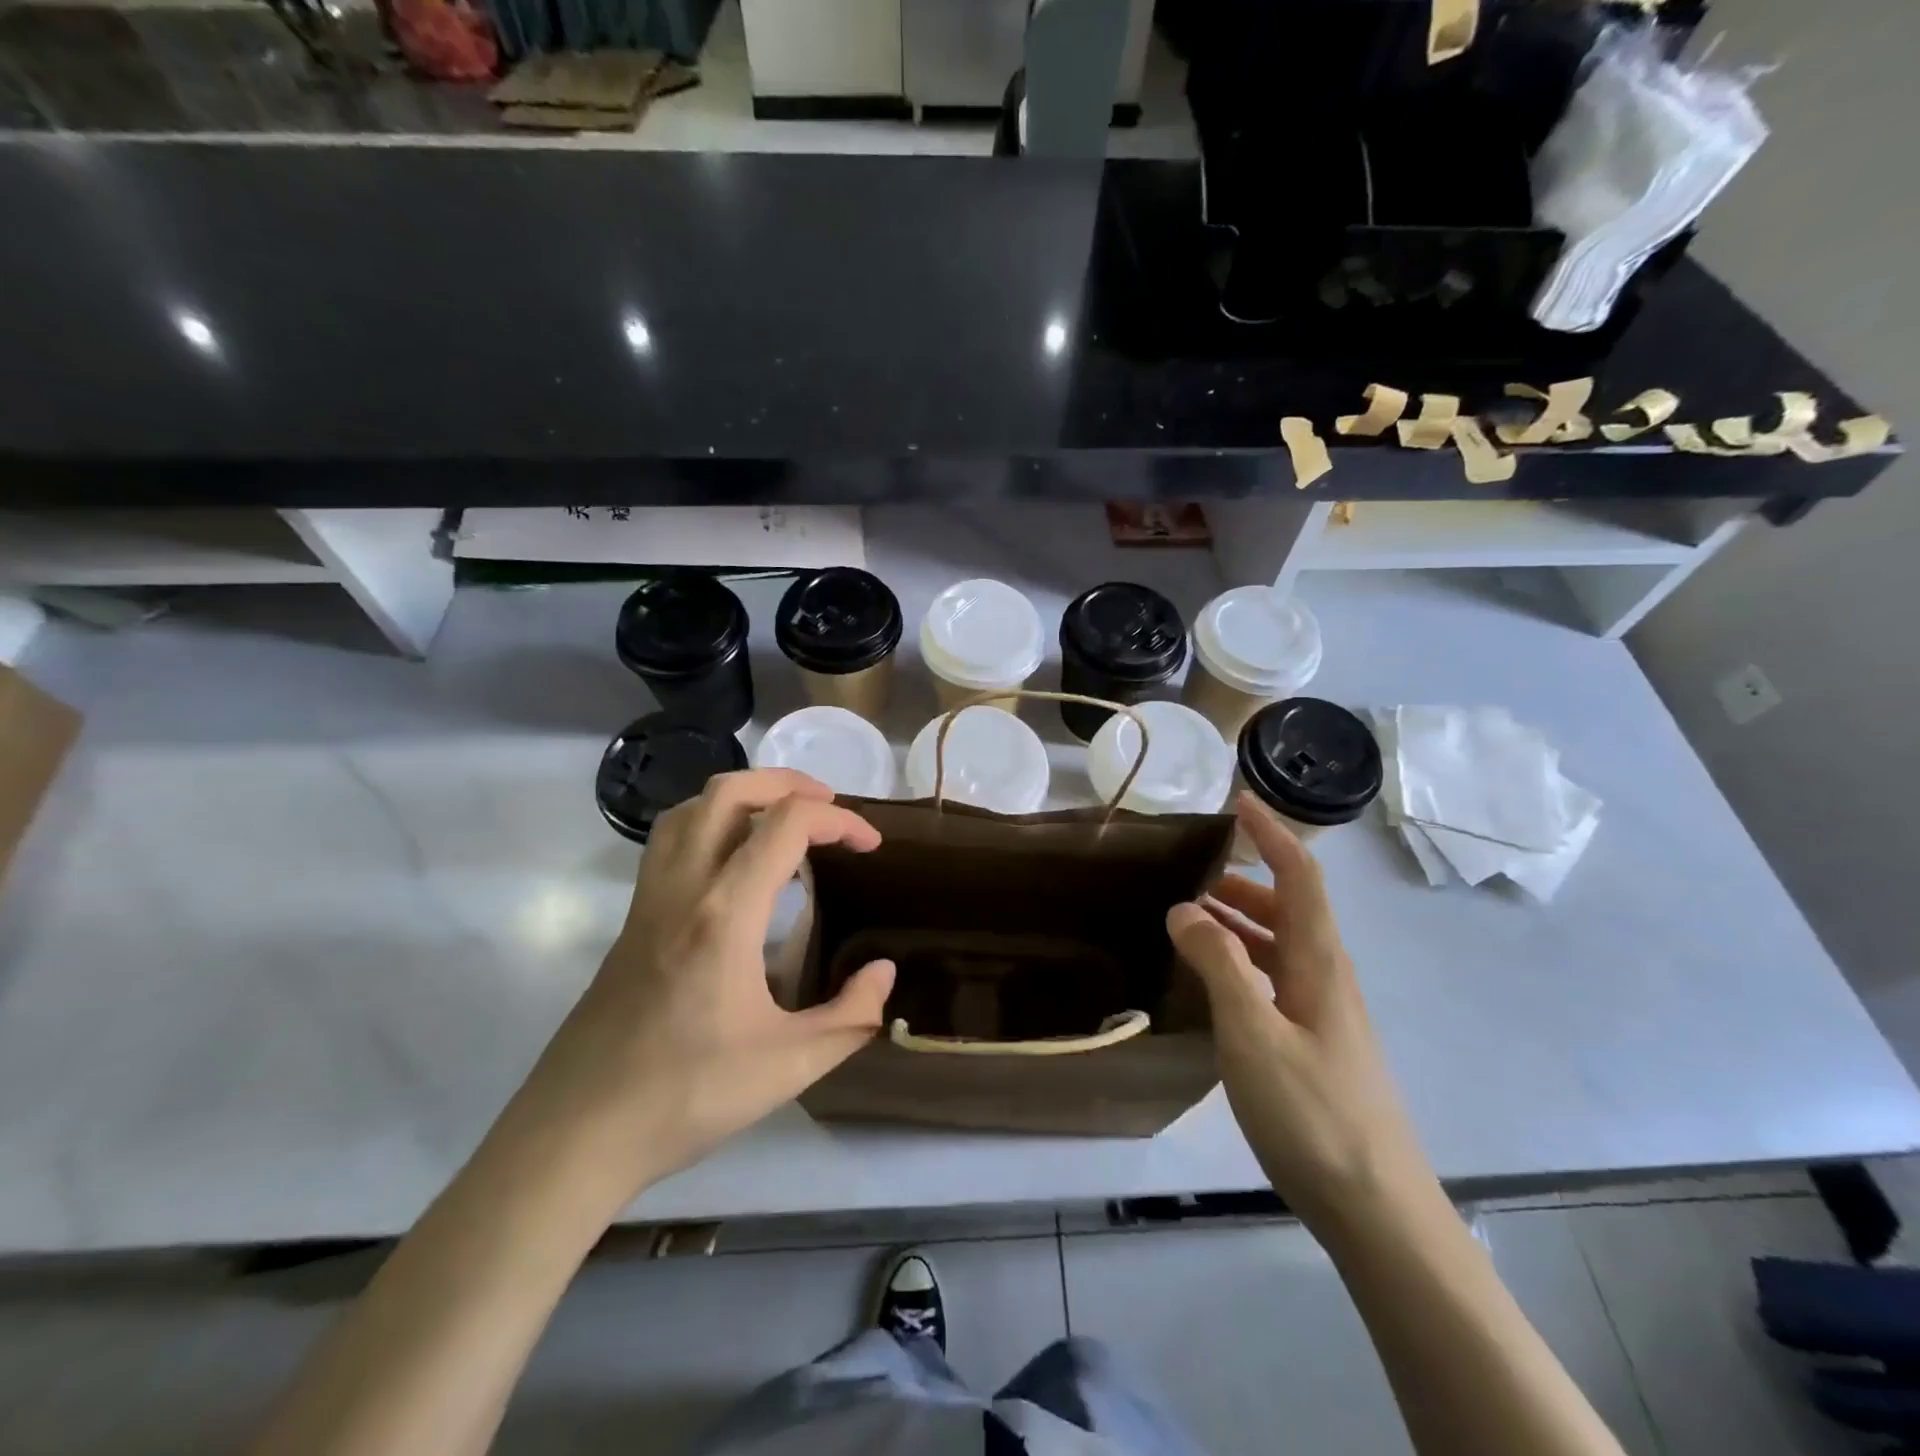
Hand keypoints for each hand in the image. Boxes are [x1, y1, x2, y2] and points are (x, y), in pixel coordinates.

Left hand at [517, 769, 895, 1194]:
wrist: (575, 1134)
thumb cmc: (685, 1096)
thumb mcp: (789, 1066)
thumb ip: (851, 1015)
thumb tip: (883, 971)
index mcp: (724, 914)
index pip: (786, 824)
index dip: (840, 821)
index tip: (870, 845)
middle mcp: (682, 888)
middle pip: (730, 792)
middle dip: (788, 783)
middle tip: (830, 809)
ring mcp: (648, 900)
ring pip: (690, 809)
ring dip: (743, 796)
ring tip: (782, 822)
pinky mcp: (632, 919)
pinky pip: (671, 841)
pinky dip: (711, 824)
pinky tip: (734, 865)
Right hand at [1166, 795, 1435, 1228]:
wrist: (1377, 1211)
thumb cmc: (1313, 1112)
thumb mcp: (1253, 1033)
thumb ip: (1218, 964)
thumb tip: (1185, 908)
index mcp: (1319, 962)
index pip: (1300, 876)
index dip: (1272, 834)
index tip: (1238, 800)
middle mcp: (1327, 977)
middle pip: (1290, 907)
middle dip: (1244, 879)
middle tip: (1191, 874)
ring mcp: (1324, 1014)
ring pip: (1280, 945)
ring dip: (1240, 921)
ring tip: (1190, 919)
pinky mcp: (1315, 1045)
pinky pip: (1274, 979)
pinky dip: (1242, 961)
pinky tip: (1212, 981)